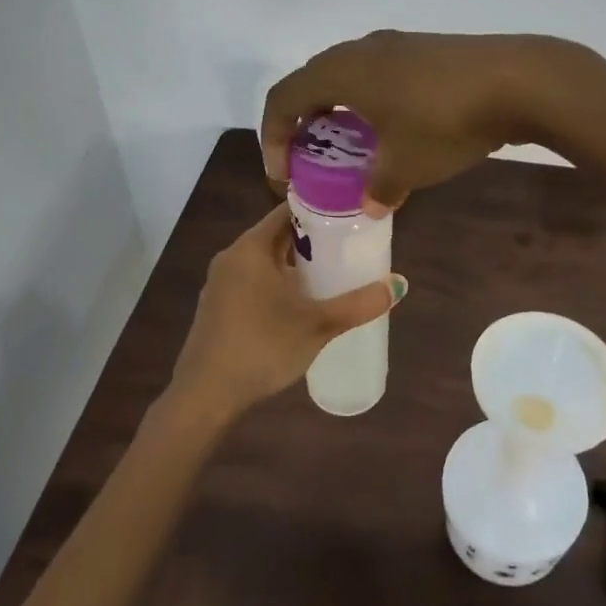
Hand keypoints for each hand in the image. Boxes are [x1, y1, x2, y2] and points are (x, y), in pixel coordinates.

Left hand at [160, 201, 406, 424]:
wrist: (206, 395)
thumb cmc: (262, 347)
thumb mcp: (317, 325)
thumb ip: (358, 304)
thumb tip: (399, 285)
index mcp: (251, 247)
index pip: (287, 211)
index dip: (319, 210)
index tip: (349, 216)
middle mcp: (232, 257)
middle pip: (277, 236)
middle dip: (311, 241)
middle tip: (348, 247)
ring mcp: (220, 284)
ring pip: (264, 262)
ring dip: (294, 265)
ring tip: (330, 275)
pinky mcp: (216, 308)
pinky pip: (252, 283)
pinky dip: (276, 284)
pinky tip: (297, 305)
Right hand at [260, 30, 585, 213]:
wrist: (518, 80)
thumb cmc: (445, 122)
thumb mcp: (407, 166)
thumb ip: (380, 188)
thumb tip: (371, 205)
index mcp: (341, 72)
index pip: (283, 98)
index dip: (272, 137)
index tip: (284, 175)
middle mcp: (361, 49)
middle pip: (312, 82)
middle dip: (303, 123)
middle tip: (313, 160)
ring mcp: (396, 44)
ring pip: (348, 76)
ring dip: (339, 112)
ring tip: (352, 147)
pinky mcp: (425, 49)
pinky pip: (379, 74)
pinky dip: (370, 102)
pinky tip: (395, 129)